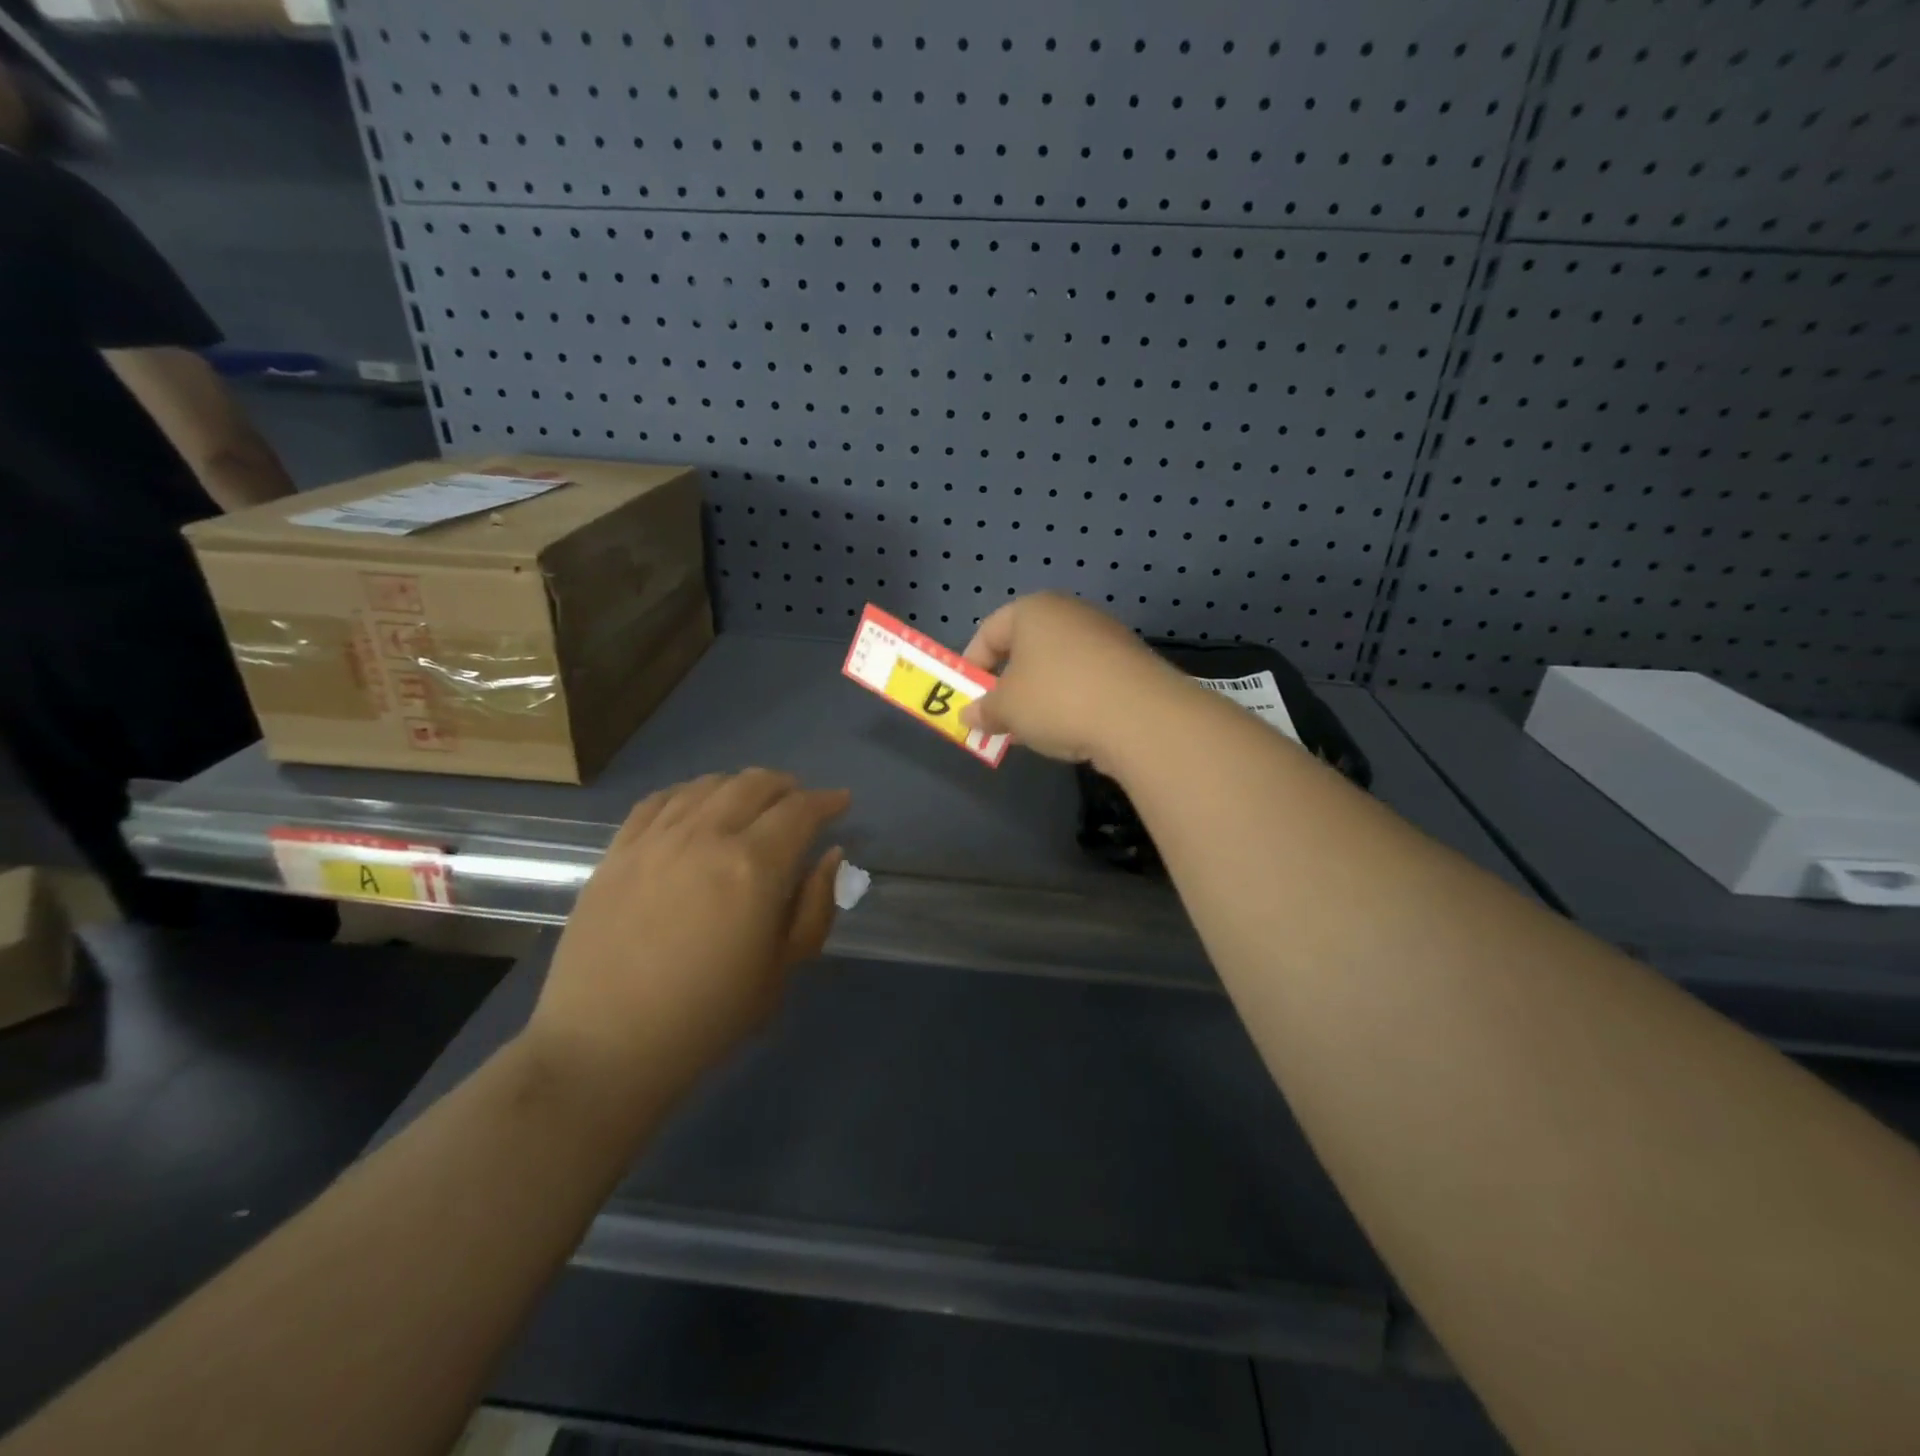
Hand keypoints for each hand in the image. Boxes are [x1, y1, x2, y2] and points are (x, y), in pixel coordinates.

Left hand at [526, 769, 849, 1101]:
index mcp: (754, 866)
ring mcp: (656, 839)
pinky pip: (658, 800)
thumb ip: (816, 906)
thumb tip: (830, 854)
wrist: (607, 1046)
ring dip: (740, 785)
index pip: (800, 811)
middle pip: (755, 784)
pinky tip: (696, 805)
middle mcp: (706, 836)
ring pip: (708, 785)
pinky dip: (689, 792)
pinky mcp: (618, 852)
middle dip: (788, 786)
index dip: (827, 801)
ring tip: (751, 802)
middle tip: (800, 802)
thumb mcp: (783, 968)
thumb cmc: (709, 1015)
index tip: (841, 802)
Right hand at [959, 593, 1186, 766]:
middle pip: (1025, 647)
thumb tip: (968, 716)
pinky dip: (1071, 701)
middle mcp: (1070, 613)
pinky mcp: (1129, 664)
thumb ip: (983, 710)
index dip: (971, 665)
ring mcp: (1105, 636)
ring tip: (1033, 730)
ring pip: (1056, 666)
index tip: (967, 698)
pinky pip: (1085, 680)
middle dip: (1007, 684)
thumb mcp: (1006, 709)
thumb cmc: (1057, 699)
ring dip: (1039, 696)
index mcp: (1034, 609)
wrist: (1140, 716)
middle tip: (998, 717)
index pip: (989, 631)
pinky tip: (1071, 729)